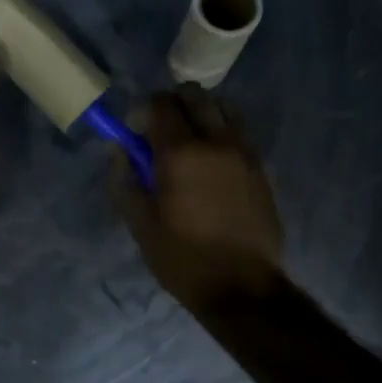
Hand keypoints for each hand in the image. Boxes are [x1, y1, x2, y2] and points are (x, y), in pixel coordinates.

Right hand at [110, 86, 284, 311]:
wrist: (243, 287)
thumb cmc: (183, 258)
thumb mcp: (140, 224)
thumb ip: (125, 180)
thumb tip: (120, 149)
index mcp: (181, 152)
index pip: (161, 103)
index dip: (143, 111)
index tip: (136, 134)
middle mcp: (216, 141)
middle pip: (195, 95)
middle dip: (173, 104)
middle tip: (161, 134)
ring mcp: (245, 152)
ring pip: (223, 108)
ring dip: (202, 115)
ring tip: (190, 145)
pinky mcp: (261, 168)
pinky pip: (239, 132)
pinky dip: (222, 134)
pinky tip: (212, 166)